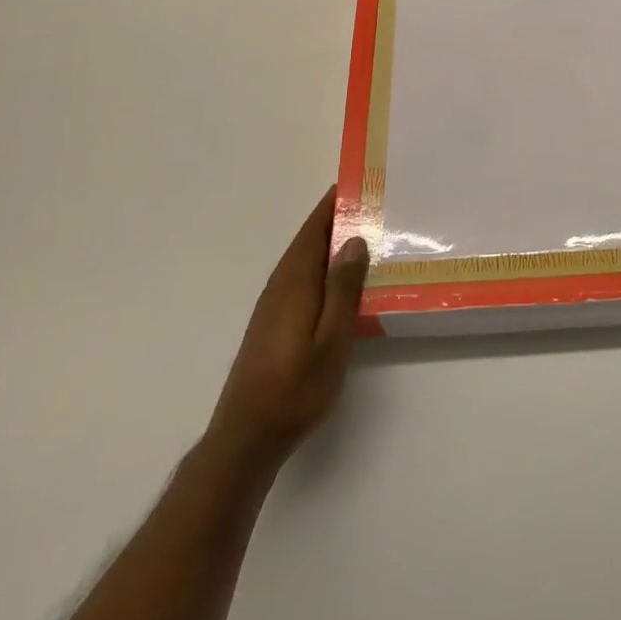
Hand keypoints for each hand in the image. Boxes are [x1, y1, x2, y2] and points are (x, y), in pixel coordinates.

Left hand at [208, 188, 370, 467]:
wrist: (247, 436)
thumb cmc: (296, 386)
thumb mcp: (332, 337)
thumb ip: (343, 287)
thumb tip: (354, 240)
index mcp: (294, 281)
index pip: (314, 229)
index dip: (333, 204)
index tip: (358, 182)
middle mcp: (280, 285)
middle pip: (309, 240)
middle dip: (336, 219)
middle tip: (373, 206)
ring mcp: (273, 305)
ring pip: (304, 260)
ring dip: (330, 243)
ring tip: (365, 236)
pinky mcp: (272, 323)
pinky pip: (301, 278)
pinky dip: (321, 266)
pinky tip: (340, 281)